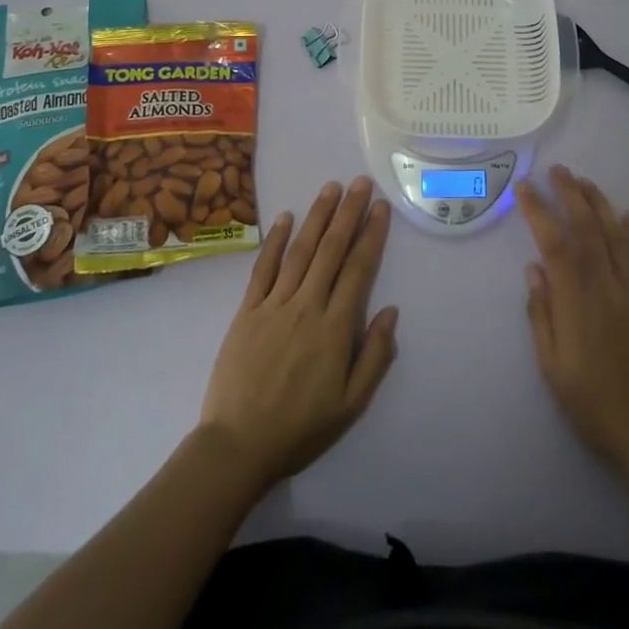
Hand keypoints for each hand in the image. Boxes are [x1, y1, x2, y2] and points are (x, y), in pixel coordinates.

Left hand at [199, 177, 398, 491]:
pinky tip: (286, 218)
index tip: (381, 208)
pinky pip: (264, 268)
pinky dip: (276, 240)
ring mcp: (274, 304)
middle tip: (361, 183)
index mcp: (335, 329)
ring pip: (300, 251)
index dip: (371, 236)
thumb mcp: (351, 405)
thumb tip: (391, 311)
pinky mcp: (247, 310)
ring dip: (317, 216)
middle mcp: (306, 306)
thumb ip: (375, 357)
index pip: (358, 270)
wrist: (237, 446)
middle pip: (331, 250)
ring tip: (332, 188)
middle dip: (348, 213)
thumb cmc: (300, 429)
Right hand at [520, 165, 628, 484]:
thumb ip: (542, 315)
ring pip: (619, 237)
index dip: (539, 211)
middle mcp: (609, 289)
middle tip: (557, 171)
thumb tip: (534, 269)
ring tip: (585, 182)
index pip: (555, 244)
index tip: (524, 189)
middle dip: (571, 195)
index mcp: (578, 304)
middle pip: (588, 230)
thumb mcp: (553, 369)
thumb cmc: (595, 407)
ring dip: (601, 205)